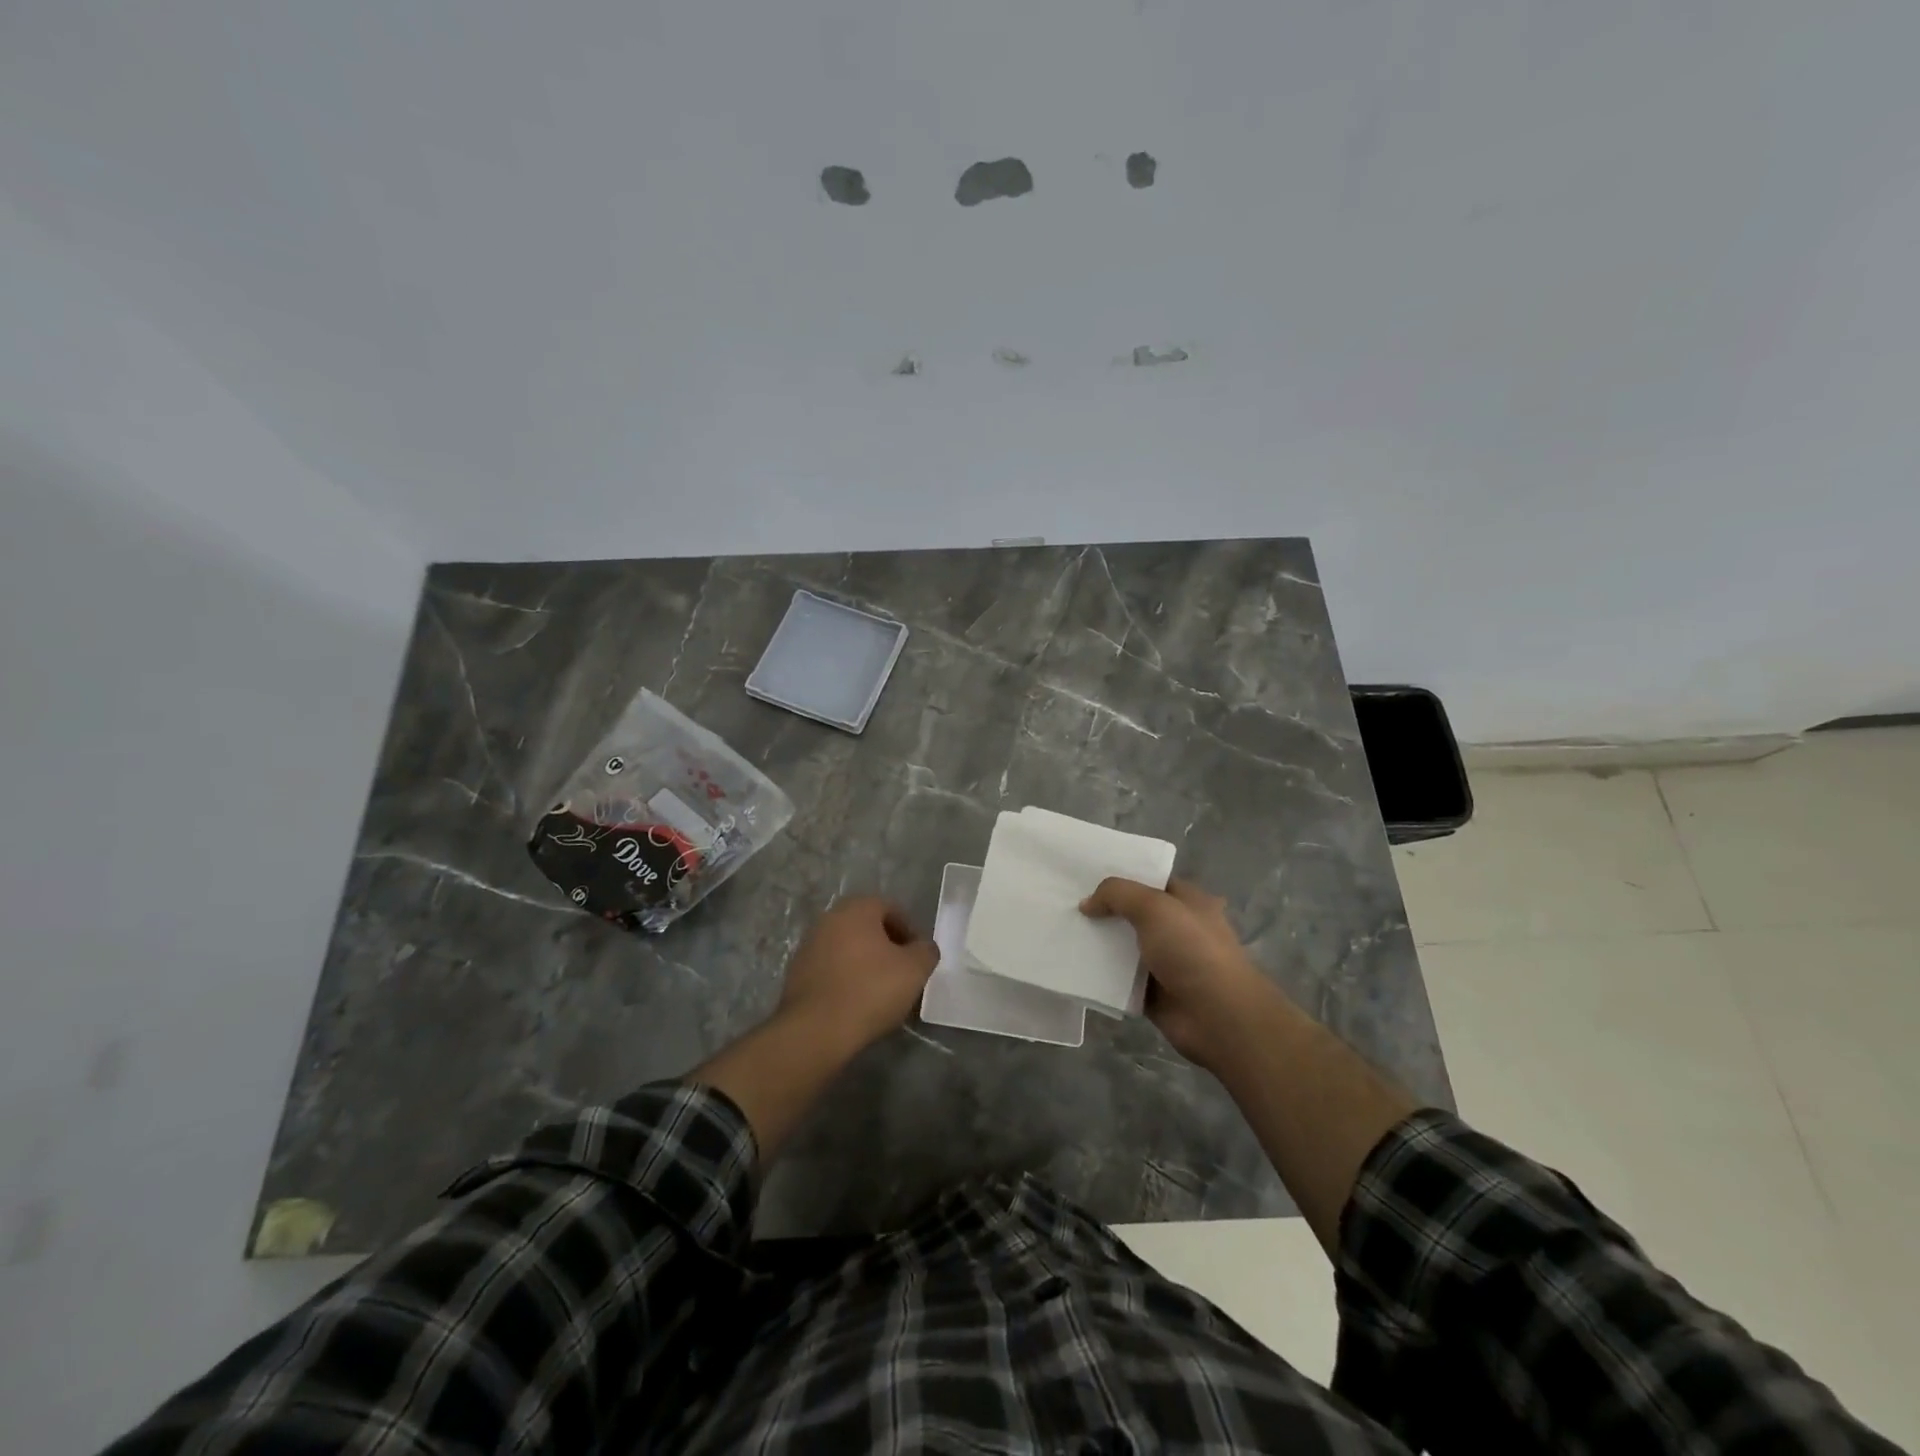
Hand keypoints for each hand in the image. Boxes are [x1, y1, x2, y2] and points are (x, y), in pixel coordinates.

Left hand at [777, 896, 940, 1051]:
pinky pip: (831, 968)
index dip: (910, 931)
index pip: (891, 908)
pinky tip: (856, 1002)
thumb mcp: (914, 970)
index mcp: (857, 908)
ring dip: (865, 962)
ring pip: (848, 947)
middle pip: (867, 927)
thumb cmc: (870, 990)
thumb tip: (923, 948)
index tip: (918, 958)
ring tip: (880, 992)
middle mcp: (829, 918)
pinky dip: (846, 978)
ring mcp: (809, 945)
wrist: (816, 1030)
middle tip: (902, 973)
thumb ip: (926, 951)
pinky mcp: (796, 972)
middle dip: (887, 947)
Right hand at [1080, 877, 1277, 1070]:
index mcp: (1188, 901)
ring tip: (1064, 931)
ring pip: (1124, 946)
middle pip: (1133, 913)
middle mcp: (1178, 928)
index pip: (1150, 880)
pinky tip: (1074, 964)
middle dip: (1104, 909)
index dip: (1121, 876)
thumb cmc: (1192, 950)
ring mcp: (1166, 962)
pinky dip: (1101, 974)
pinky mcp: (1153, 992)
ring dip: (1100, 942)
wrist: (1217, 1016)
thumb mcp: (1154, 907)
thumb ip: (1117, 894)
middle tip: (1066, 902)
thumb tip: (1087, 903)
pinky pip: (1120, 978)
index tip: (1085, 875)